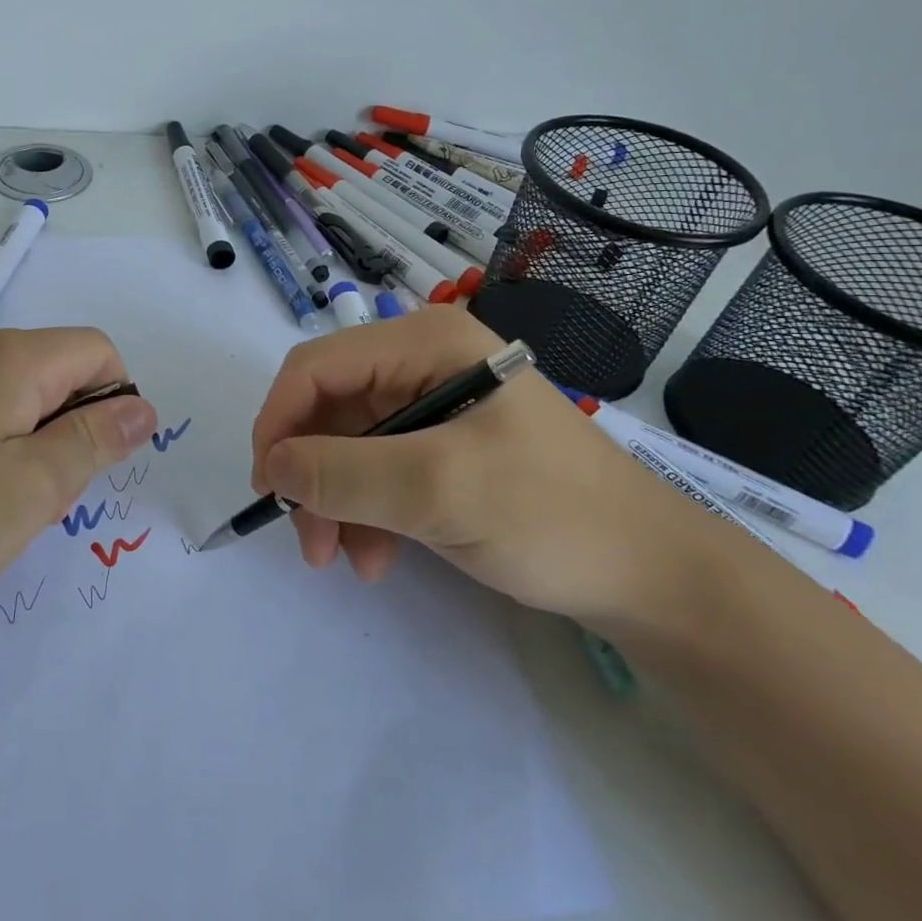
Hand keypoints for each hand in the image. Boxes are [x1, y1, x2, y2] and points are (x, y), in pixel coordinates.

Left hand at [0, 327, 156, 658]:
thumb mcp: (32, 490)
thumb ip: (94, 440)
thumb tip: (142, 407)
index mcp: (8, 357)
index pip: (96, 350)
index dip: (113, 402)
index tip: (90, 465)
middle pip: (53, 373)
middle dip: (65, 431)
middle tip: (35, 501)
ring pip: (10, 398)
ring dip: (24, 447)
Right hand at [249, 306, 708, 626]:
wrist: (653, 576)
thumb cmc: (551, 515)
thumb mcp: (438, 490)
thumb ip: (343, 473)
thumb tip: (274, 466)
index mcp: (426, 343)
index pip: (317, 366)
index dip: (279, 420)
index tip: (268, 486)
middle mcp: (424, 363)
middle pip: (331, 408)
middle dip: (311, 473)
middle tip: (306, 540)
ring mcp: (435, 406)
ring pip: (348, 445)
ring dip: (335, 501)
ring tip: (341, 559)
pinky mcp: (444, 448)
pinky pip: (379, 470)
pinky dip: (366, 512)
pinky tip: (376, 557)